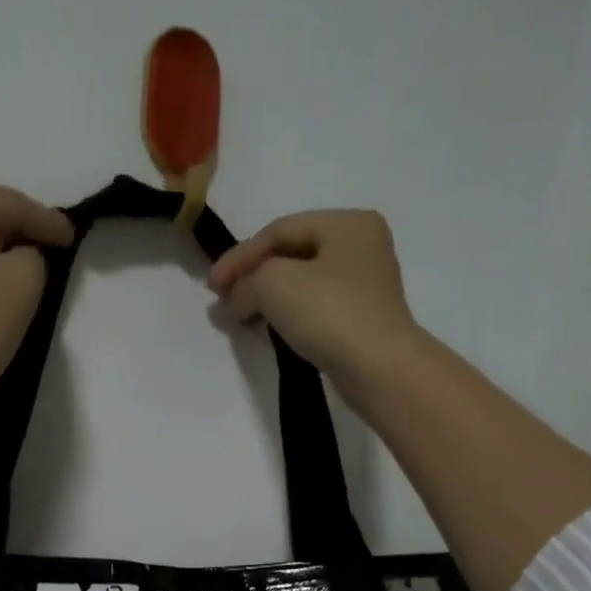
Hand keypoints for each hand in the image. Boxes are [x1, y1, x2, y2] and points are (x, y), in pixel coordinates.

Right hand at [207, 209, 422, 396]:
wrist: (379, 369)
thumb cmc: (329, 313)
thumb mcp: (274, 284)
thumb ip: (247, 282)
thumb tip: (236, 298)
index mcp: (348, 222)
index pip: (280, 230)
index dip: (240, 256)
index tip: (211, 287)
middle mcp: (363, 246)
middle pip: (293, 254)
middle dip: (254, 276)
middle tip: (224, 300)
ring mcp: (367, 285)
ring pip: (304, 282)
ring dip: (268, 297)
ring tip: (241, 316)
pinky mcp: (363, 320)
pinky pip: (316, 308)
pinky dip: (289, 314)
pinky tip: (271, 328)